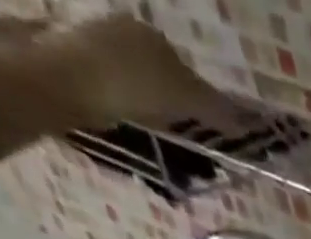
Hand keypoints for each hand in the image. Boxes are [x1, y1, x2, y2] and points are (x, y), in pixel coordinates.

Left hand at [39, 15, 240, 128]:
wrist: (63, 80)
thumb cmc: (130, 84)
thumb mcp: (184, 96)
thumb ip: (217, 108)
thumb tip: (248, 123)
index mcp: (150, 34)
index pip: (186, 72)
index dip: (197, 104)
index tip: (200, 132)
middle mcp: (122, 30)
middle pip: (159, 77)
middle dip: (170, 105)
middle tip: (177, 138)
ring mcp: (92, 43)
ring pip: (134, 85)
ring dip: (146, 109)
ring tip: (149, 136)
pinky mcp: (71, 62)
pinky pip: (110, 91)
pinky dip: (120, 109)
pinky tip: (122, 126)